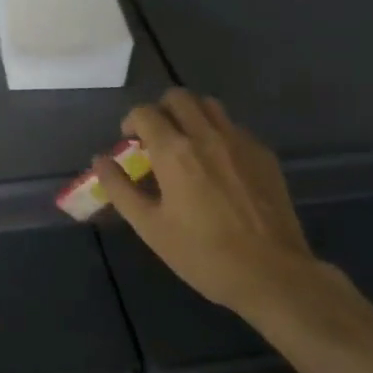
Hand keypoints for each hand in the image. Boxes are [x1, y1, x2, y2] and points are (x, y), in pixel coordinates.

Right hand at [95, 88, 346, 330]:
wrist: (273, 275)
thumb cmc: (203, 255)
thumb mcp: (150, 227)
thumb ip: (120, 189)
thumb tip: (100, 160)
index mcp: (174, 151)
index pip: (145, 112)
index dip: (131, 122)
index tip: (130, 144)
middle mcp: (206, 135)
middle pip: (178, 97)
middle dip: (161, 110)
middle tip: (157, 139)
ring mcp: (239, 141)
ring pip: (209, 105)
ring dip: (191, 115)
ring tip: (187, 145)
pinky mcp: (264, 154)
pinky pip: (234, 127)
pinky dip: (218, 133)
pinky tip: (219, 166)